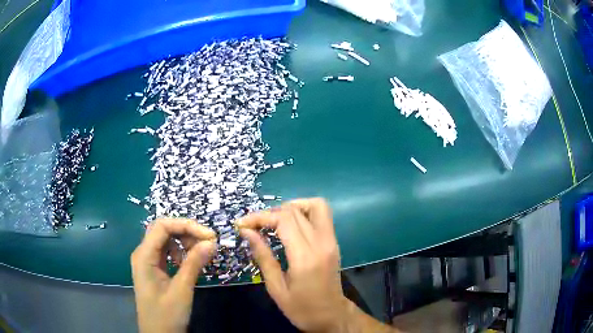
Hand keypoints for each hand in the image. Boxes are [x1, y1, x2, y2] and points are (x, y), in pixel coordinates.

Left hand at [131, 218, 216, 332]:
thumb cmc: (167, 315)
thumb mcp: (182, 290)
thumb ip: (194, 264)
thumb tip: (211, 242)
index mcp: (144, 255)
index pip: (163, 226)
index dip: (186, 225)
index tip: (210, 236)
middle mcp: (143, 253)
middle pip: (163, 230)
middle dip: (186, 232)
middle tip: (207, 243)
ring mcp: (147, 262)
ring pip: (165, 241)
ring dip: (184, 242)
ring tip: (200, 254)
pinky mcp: (154, 270)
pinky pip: (167, 253)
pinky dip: (180, 253)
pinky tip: (189, 263)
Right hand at [237, 198, 348, 331]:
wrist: (332, 316)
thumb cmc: (301, 308)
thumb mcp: (276, 288)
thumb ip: (263, 257)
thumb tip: (247, 232)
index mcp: (305, 257)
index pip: (283, 220)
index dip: (260, 217)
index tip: (242, 224)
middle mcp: (322, 243)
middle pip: (295, 211)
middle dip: (270, 212)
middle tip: (253, 225)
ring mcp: (331, 241)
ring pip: (315, 205)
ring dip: (292, 207)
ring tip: (274, 221)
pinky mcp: (334, 242)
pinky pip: (322, 215)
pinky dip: (304, 212)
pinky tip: (289, 226)